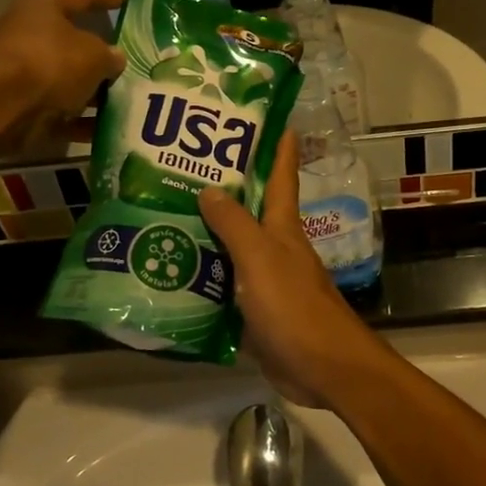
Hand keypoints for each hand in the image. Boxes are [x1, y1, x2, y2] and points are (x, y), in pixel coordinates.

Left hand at [0, 0, 126, 149]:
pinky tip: (113, 130)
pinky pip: (64, 114)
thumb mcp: (93, 54)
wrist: (3, 107)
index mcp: (43, 10)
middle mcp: (31, 38)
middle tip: (136, 62)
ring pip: (71, 83)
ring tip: (131, 100)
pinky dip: (85, 122)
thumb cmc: (50, 62)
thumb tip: (115, 58)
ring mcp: (26, 76)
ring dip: (98, 93)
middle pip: (75, 44)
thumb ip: (110, 55)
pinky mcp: (26, 109)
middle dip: (104, 56)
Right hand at [199, 134, 394, 409]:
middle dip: (223, 188)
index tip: (269, 117)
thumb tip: (210, 189)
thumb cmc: (295, 307)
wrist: (323, 368)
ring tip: (163, 218)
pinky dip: (204, 278)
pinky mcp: (256, 313)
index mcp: (283, 228)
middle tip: (181, 169)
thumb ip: (235, 224)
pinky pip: (225, 288)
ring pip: (232, 249)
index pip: (282, 175)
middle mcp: (276, 248)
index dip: (278, 146)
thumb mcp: (261, 258)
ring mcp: (266, 281)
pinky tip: (174, 275)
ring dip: (206, 235)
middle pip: (249, 210)